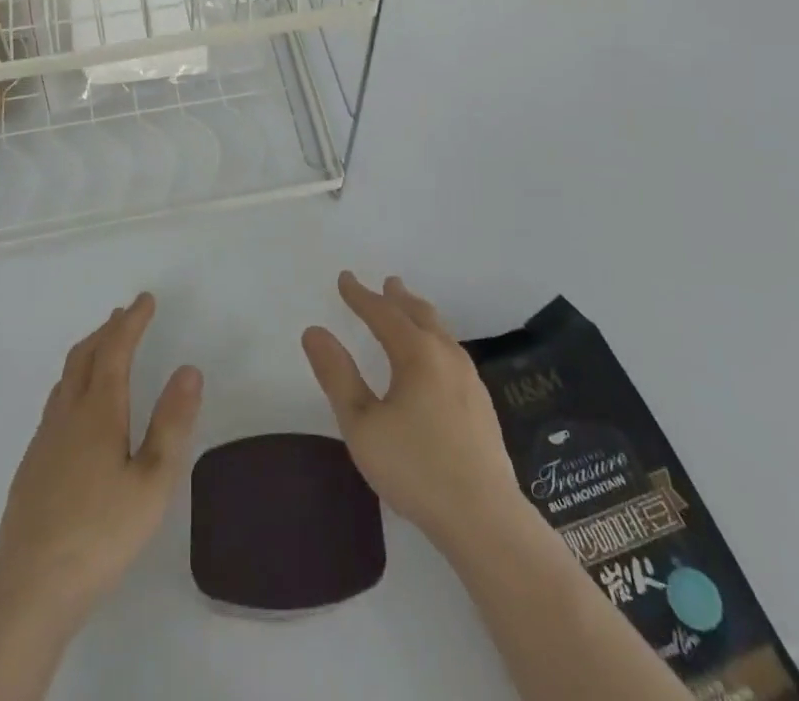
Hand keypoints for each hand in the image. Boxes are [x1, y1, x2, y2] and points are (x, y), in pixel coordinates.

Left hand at [0, 293, 203, 626]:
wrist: (28, 591)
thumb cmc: (100, 535)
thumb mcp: (152, 483)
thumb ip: (172, 424)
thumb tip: (188, 369)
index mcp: (98, 412)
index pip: (115, 349)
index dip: (131, 321)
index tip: (145, 300)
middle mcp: (67, 415)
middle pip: (83, 355)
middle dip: (107, 329)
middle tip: (125, 315)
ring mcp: (44, 440)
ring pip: (65, 378)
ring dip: (88, 353)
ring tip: (104, 350)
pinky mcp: (31, 467)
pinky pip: (55, 403)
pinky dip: (74, 382)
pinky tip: (79, 409)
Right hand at [303, 272, 522, 552]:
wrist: (485, 519)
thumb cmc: (415, 468)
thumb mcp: (362, 424)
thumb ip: (337, 375)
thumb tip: (314, 331)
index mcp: (416, 353)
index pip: (383, 312)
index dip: (361, 295)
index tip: (344, 278)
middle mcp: (446, 355)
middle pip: (420, 314)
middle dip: (398, 298)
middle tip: (387, 283)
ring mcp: (470, 379)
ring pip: (441, 332)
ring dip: (420, 316)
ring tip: (410, 312)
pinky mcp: (482, 405)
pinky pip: (452, 353)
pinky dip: (435, 339)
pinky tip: (435, 360)